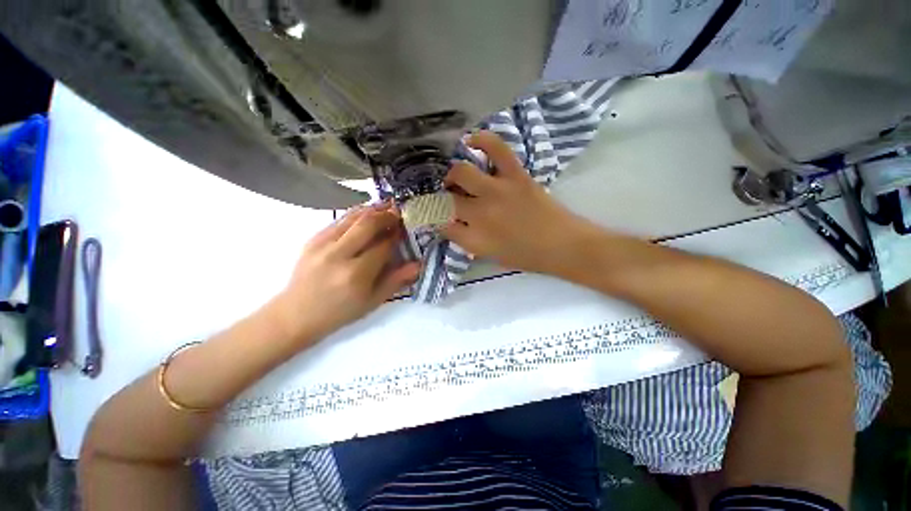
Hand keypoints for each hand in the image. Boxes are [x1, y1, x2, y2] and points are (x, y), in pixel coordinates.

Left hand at [275, 203, 419, 342]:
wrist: (296, 314)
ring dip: (372, 210)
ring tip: (386, 207)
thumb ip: (396, 280)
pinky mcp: (313, 239)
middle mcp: (339, 255)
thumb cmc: (340, 312)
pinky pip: (339, 220)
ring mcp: (322, 244)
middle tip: (399, 213)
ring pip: (352, 217)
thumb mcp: (373, 302)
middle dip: (387, 216)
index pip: (384, 246)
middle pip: (368, 224)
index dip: (397, 235)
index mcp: (356, 274)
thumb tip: (418, 264)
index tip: (407, 230)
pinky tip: (366, 213)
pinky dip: (356, 213)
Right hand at [441, 131, 595, 274]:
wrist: (564, 245)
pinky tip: (471, 141)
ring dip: (454, 174)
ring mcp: (497, 191)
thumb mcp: (493, 256)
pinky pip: (495, 148)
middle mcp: (481, 214)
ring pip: (462, 172)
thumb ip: (471, 241)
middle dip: (443, 198)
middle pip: (448, 199)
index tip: (440, 218)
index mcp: (475, 239)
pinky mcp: (515, 175)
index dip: (438, 221)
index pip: (443, 226)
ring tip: (458, 177)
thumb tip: (457, 225)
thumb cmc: (528, 257)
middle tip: (451, 198)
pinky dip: (481, 140)